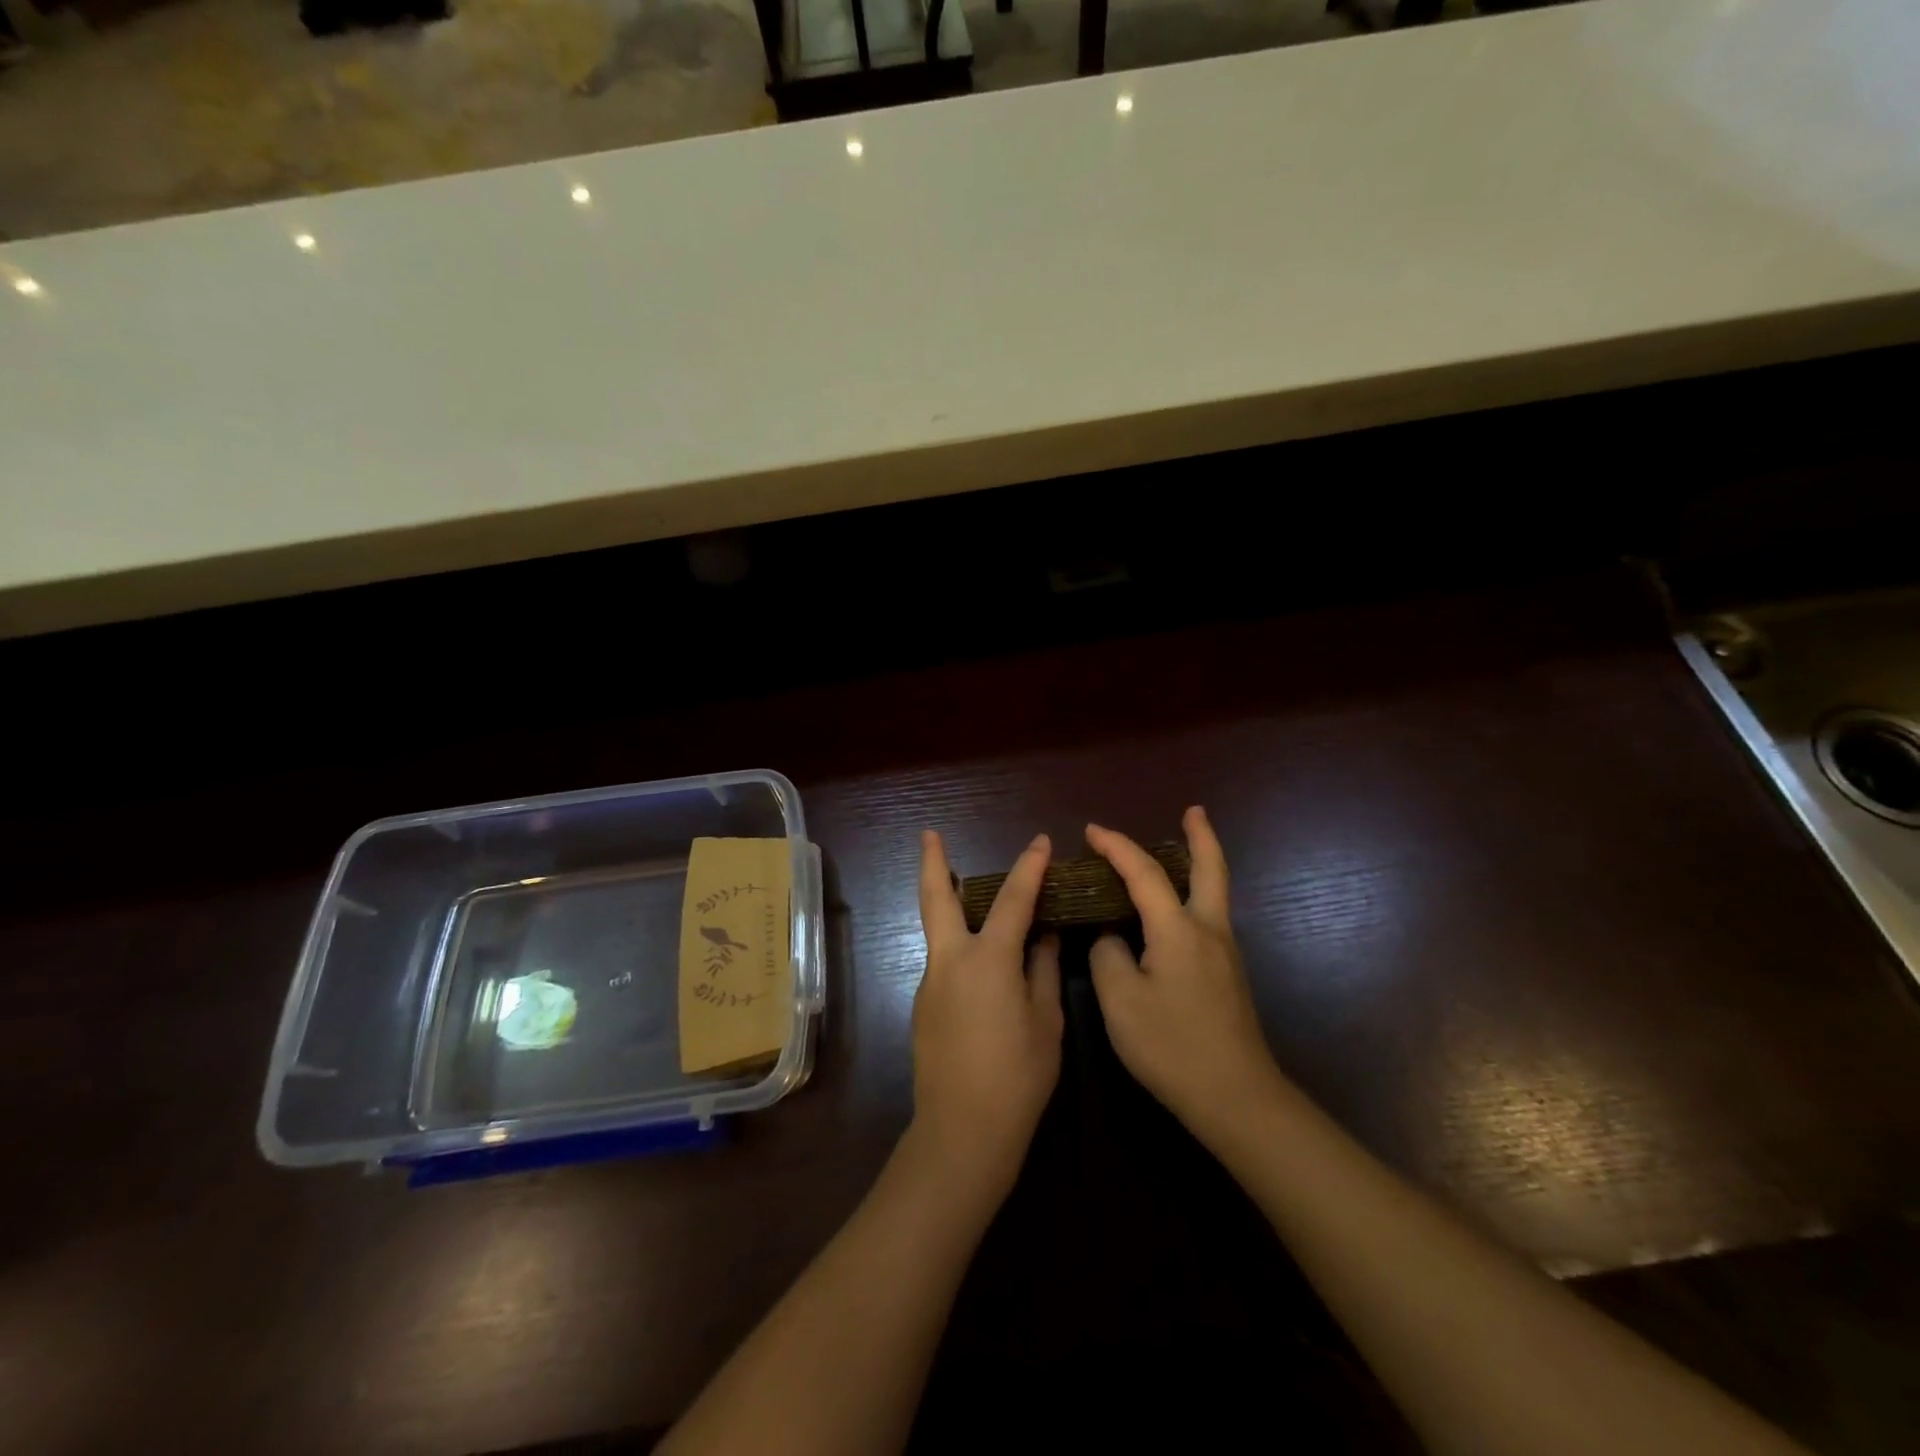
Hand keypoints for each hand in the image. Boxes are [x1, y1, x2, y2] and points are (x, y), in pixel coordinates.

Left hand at [909, 831, 1064, 1202]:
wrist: (962, 1131)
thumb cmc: (1017, 1076)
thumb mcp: (1046, 1021)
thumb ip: (1044, 970)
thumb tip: (1046, 937)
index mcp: (988, 959)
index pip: (1012, 899)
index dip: (1029, 867)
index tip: (1040, 842)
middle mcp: (951, 960)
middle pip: (936, 898)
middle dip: (932, 861)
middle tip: (929, 833)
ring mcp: (931, 982)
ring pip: (938, 930)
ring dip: (948, 904)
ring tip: (969, 893)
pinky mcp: (924, 1005)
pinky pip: (944, 962)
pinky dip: (960, 946)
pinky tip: (983, 965)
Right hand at [1086, 807, 1282, 1143]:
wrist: (1237, 1098)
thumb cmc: (1172, 1046)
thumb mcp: (1120, 1000)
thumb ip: (1108, 955)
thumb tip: (1112, 936)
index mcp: (1178, 930)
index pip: (1144, 874)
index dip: (1117, 847)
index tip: (1091, 831)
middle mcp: (1209, 930)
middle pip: (1210, 869)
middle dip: (1201, 836)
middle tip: (1194, 810)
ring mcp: (1224, 953)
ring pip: (1213, 892)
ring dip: (1198, 863)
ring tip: (1178, 850)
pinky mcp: (1227, 975)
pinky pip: (1207, 917)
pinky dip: (1191, 895)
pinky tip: (1171, 912)